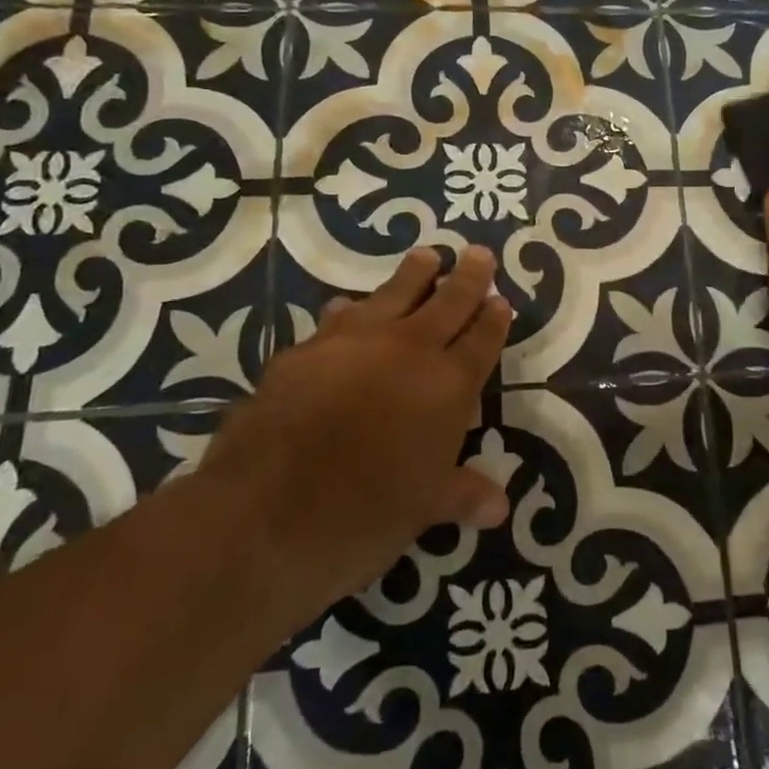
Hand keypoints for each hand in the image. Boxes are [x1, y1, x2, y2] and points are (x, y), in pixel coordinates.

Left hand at [206, 245, 512, 615]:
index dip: (494, 319)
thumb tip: (500, 507)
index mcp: (447, 386)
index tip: (501, 299)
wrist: (266, 512)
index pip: (481, 341)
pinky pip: (339, 318)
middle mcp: (408, 351)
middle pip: (447, 302)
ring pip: (394, 294)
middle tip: (478, 253)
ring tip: (425, 255)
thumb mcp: (424, 508)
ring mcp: (354, 343)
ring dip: (413, 274)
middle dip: (467, 277)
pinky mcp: (306, 349)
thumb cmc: (364, 514)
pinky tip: (348, 306)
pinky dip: (352, 309)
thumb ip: (463, 493)